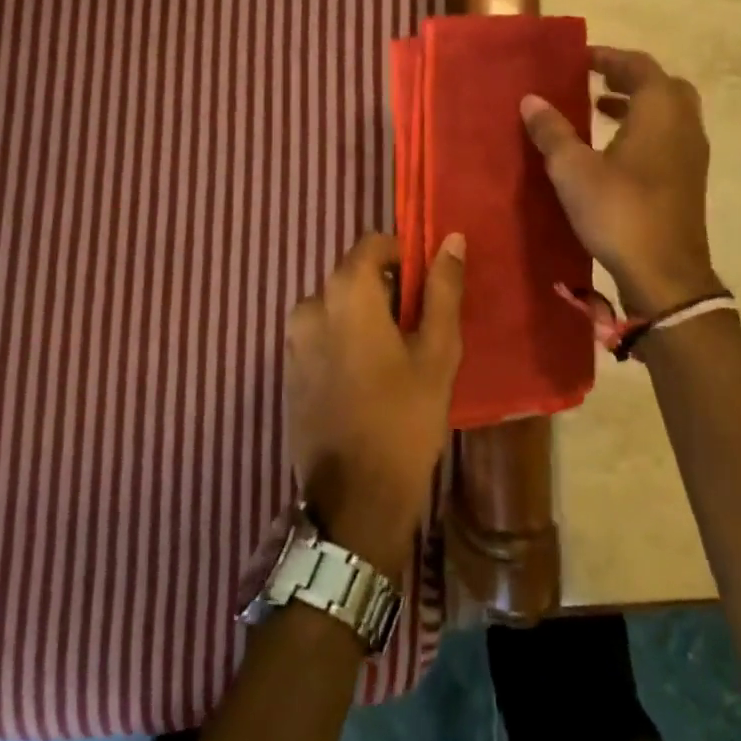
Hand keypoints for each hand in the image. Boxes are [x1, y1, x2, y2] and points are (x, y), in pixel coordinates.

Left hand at [283, 231, 465, 580]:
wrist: (354, 502)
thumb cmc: (404, 419)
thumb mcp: (437, 352)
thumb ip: (442, 289)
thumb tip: (451, 239)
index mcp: (345, 294)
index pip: (372, 244)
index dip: (402, 255)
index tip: (426, 286)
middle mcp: (309, 306)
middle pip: (353, 276)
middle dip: (386, 290)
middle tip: (418, 329)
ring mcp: (293, 341)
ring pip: (338, 307)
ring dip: (365, 317)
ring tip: (396, 357)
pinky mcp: (289, 371)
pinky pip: (322, 335)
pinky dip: (345, 340)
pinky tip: (369, 379)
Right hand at [521, 46, 723, 319]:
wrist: (666, 275)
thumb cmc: (619, 211)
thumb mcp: (573, 169)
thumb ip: (552, 131)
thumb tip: (531, 99)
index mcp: (660, 110)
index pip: (638, 65)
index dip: (608, 57)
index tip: (579, 59)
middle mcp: (684, 124)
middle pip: (661, 84)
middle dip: (628, 77)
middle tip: (594, 79)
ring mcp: (692, 153)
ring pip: (669, 111)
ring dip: (637, 103)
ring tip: (599, 109)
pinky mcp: (690, 179)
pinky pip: (670, 135)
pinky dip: (645, 128)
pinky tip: (615, 150)